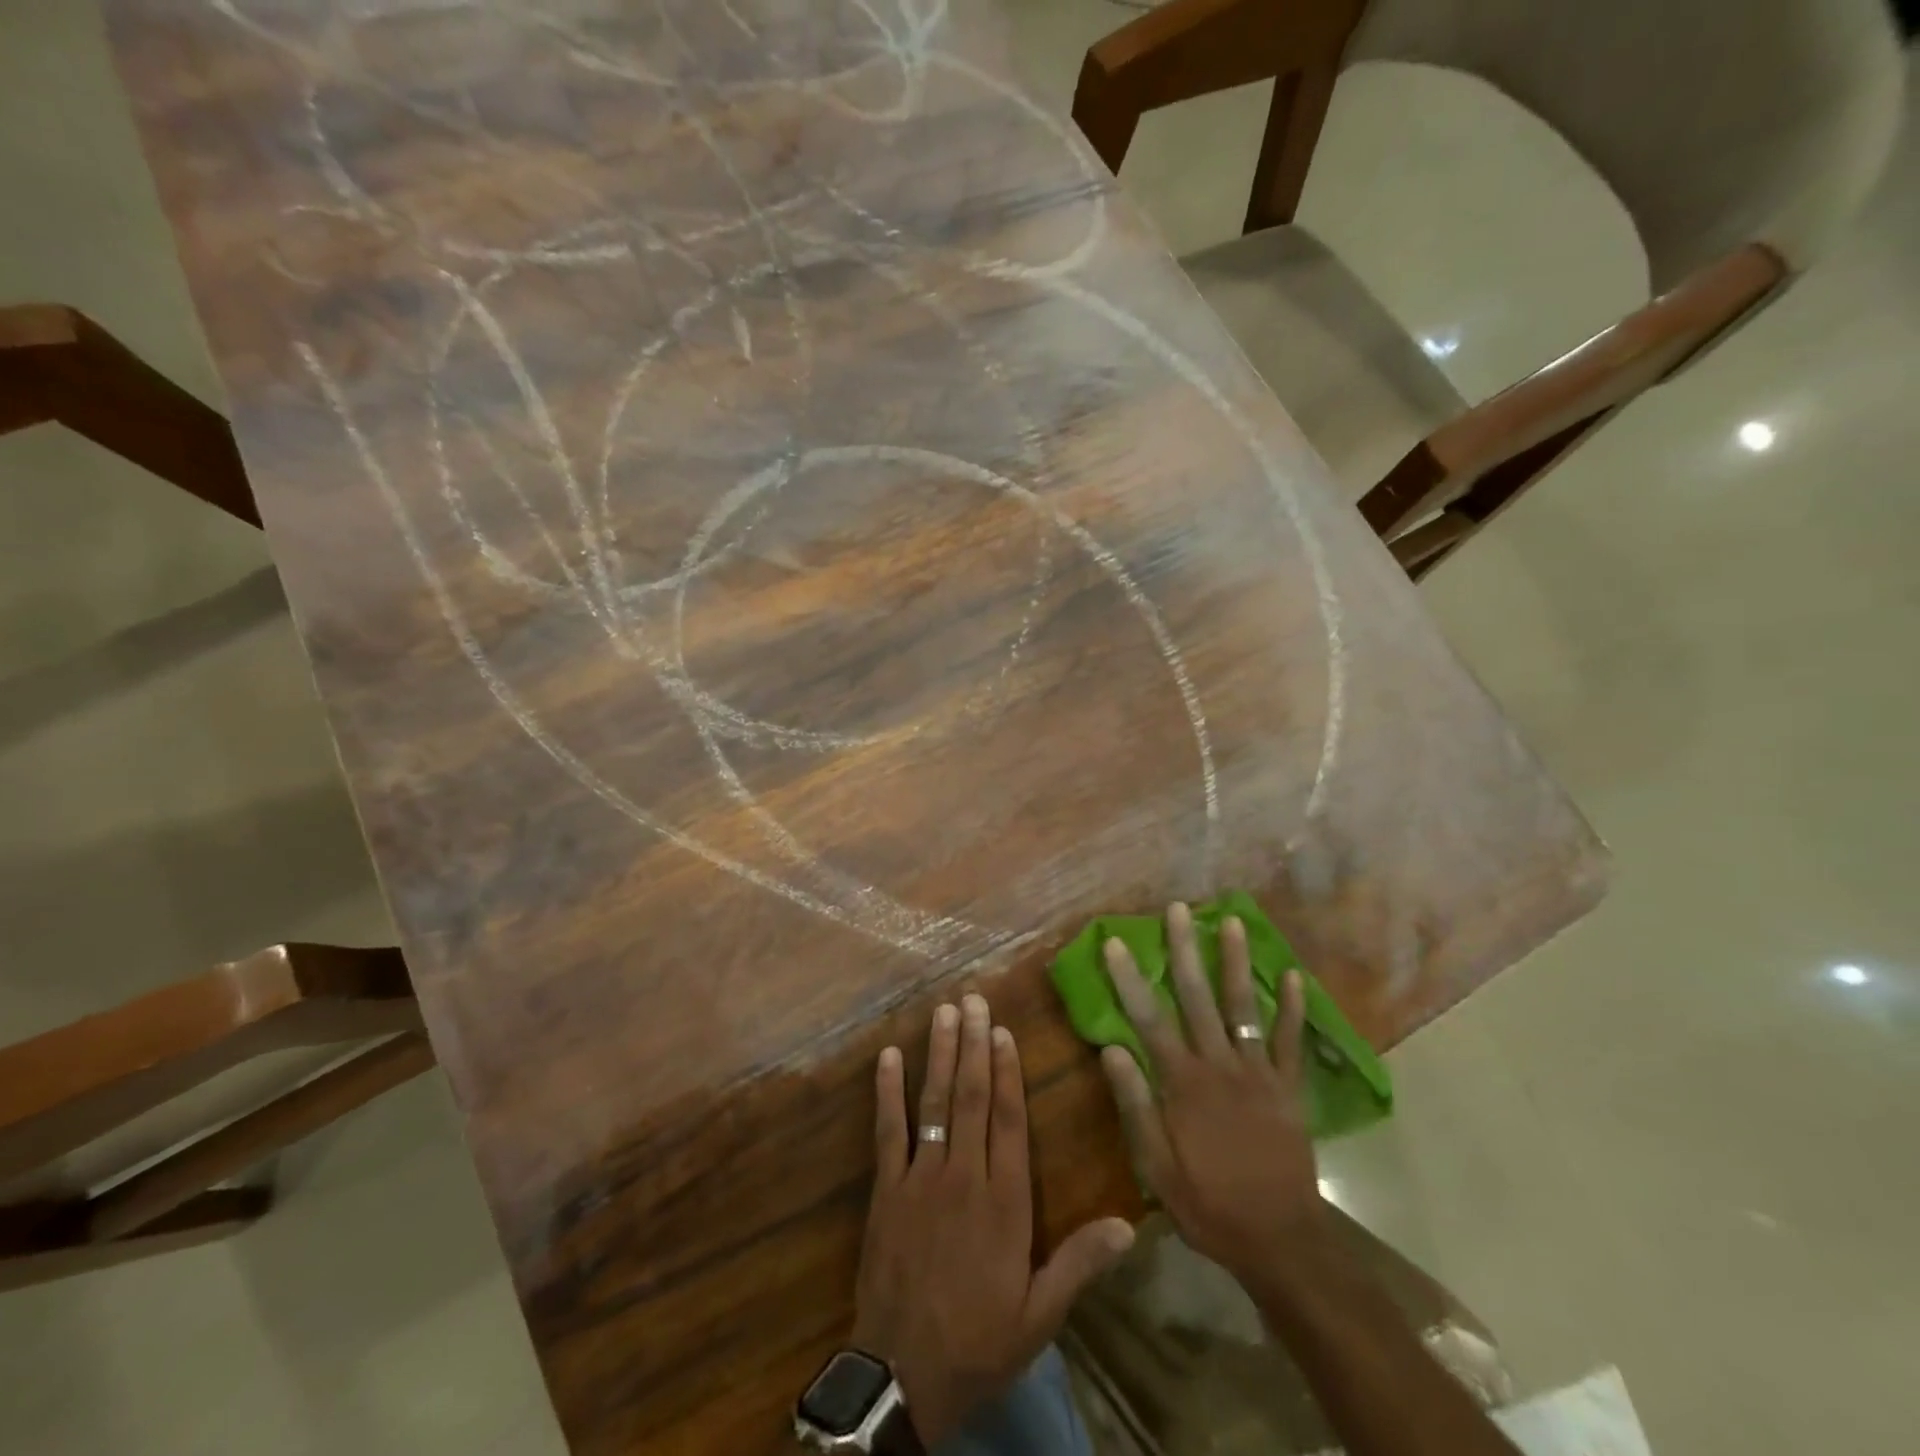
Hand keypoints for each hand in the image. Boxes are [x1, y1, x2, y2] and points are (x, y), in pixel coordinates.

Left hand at [853, 993, 1135, 1445]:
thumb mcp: (1040, 1315)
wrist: (903, 1375)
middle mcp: (963, 1176)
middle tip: (972, 999)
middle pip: (972, 1097)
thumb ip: (1080, 1264)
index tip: (1003, 1030)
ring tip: (943, 1012)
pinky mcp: (886, 1189)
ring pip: (933, 1103)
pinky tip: (889, 1057)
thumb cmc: (979, 1341)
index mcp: (1004, 1201)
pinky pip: (888, 1131)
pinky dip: (887, 1092)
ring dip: (939, 1054)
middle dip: (973, 1044)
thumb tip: (1129, 1226)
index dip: (1008, 1071)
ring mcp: (920, 1178)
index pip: (1009, 1120)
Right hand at [1099, 903, 1326, 1287]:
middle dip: (1185, 949)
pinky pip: (1289, 1040)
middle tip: (1178, 909)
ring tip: (1232, 921)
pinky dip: (1292, 1007)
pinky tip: (1293, 975)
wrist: (1280, 1239)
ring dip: (1236, 961)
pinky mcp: (1287, 1087)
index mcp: (1182, 1082)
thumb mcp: (1157, 1165)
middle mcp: (1219, 1064)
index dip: (1129, 979)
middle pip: (1197, 997)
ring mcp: (1258, 1072)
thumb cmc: (1209, 1203)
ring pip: (1243, 1006)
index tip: (1115, 943)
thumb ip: (1135, 1104)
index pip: (1148, 1019)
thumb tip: (1112, 1048)